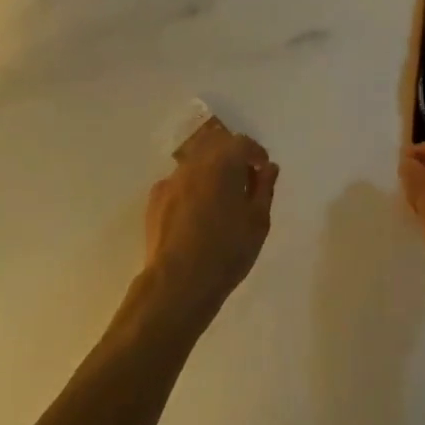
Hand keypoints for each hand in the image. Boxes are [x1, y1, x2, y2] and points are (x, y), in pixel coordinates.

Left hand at [141, 120, 277, 330]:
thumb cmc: (227, 250)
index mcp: (224, 162)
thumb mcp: (258, 221)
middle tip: (243, 180)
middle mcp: (195, 162)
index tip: (262, 170)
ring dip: (210, 169)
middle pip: (216, 144)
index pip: (243, 143)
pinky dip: (191, 187)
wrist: (178, 281)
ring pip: (195, 161)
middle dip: (231, 155)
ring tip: (219, 197)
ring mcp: (172, 179)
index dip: (256, 153)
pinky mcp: (156, 198)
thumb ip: (265, 188)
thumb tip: (268, 167)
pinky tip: (195, 212)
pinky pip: (179, 181)